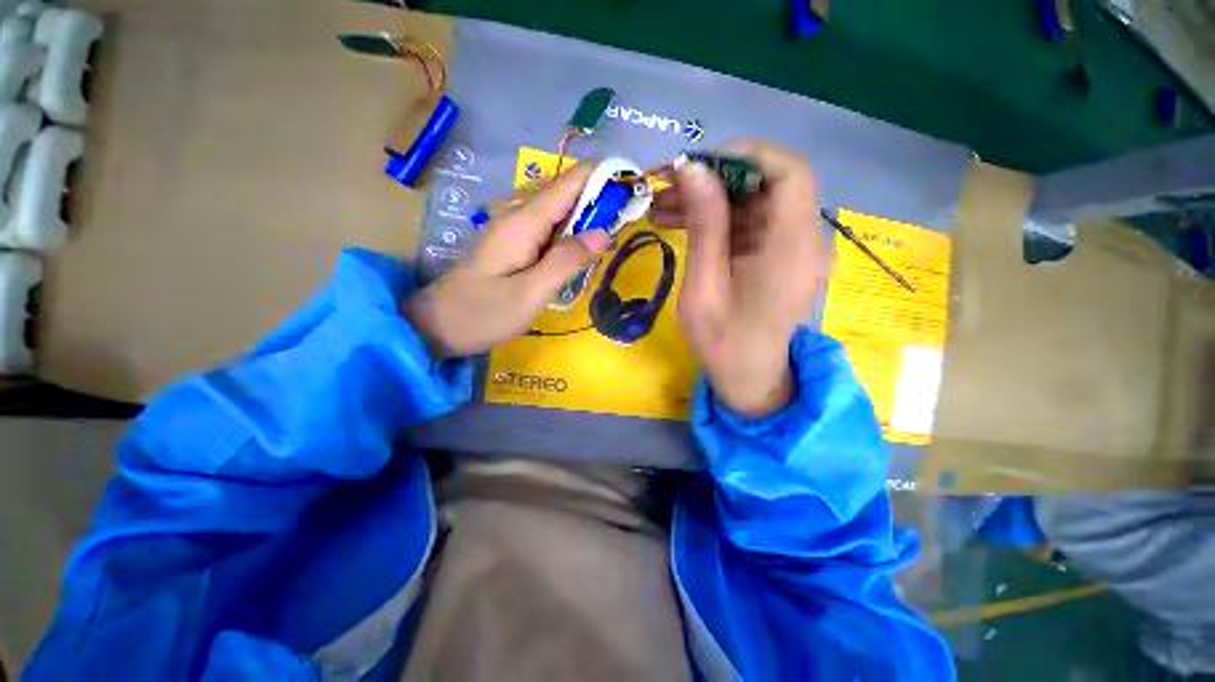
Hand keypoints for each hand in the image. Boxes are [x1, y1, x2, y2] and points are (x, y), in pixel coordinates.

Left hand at [403, 165, 610, 357]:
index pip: (569, 182)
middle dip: (599, 197)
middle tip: (630, 215)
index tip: (633, 184)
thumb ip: (566, 261)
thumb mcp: (530, 293)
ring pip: (558, 211)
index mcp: (524, 221)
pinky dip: (571, 234)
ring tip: (615, 230)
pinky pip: (548, 229)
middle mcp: (518, 216)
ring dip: (587, 216)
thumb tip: (604, 233)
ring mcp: (513, 230)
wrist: (436, 327)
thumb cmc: (483, 313)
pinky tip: (583, 250)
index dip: (602, 176)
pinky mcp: (513, 245)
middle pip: (565, 192)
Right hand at [653, 142, 828, 417]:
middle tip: (668, 187)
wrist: (748, 379)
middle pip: (768, 185)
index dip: (746, 156)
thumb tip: (693, 170)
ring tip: (662, 207)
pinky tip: (682, 224)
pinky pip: (752, 224)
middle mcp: (804, 240)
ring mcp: (793, 248)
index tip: (698, 164)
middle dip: (716, 180)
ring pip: (755, 203)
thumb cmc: (723, 343)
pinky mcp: (780, 257)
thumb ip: (705, 226)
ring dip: (711, 200)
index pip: (789, 173)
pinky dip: (718, 220)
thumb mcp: (704, 287)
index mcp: (792, 248)